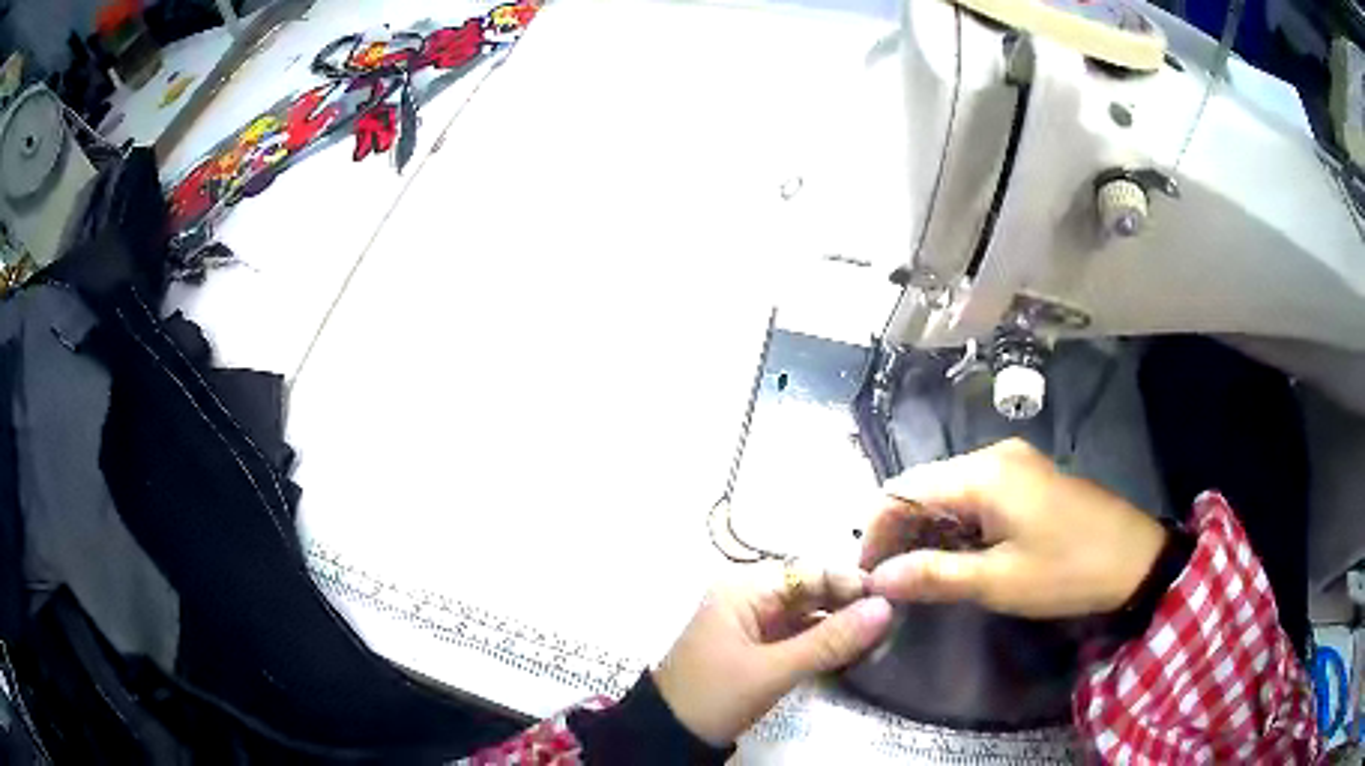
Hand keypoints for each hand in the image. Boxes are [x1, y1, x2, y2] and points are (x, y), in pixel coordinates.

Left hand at [653, 563, 891, 746]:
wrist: (669, 732)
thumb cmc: (715, 694)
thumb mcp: (774, 670)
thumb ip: (830, 640)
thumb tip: (886, 608)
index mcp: (745, 587)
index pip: (809, 570)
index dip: (849, 581)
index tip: (891, 598)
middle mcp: (751, 596)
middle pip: (811, 590)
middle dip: (849, 603)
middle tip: (894, 619)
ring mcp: (755, 623)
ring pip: (809, 614)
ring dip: (841, 624)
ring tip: (883, 636)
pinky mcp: (759, 647)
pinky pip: (800, 635)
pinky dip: (825, 642)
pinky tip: (855, 651)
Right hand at [860, 439, 1167, 618]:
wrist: (1136, 559)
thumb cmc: (1068, 570)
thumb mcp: (999, 582)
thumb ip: (934, 575)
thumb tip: (878, 578)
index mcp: (984, 473)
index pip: (904, 489)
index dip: (877, 529)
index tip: (868, 574)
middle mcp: (994, 455)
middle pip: (924, 485)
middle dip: (899, 530)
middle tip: (891, 580)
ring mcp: (1014, 464)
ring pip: (948, 490)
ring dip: (927, 529)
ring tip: (918, 574)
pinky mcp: (1027, 478)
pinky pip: (974, 494)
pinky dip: (955, 524)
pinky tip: (956, 555)